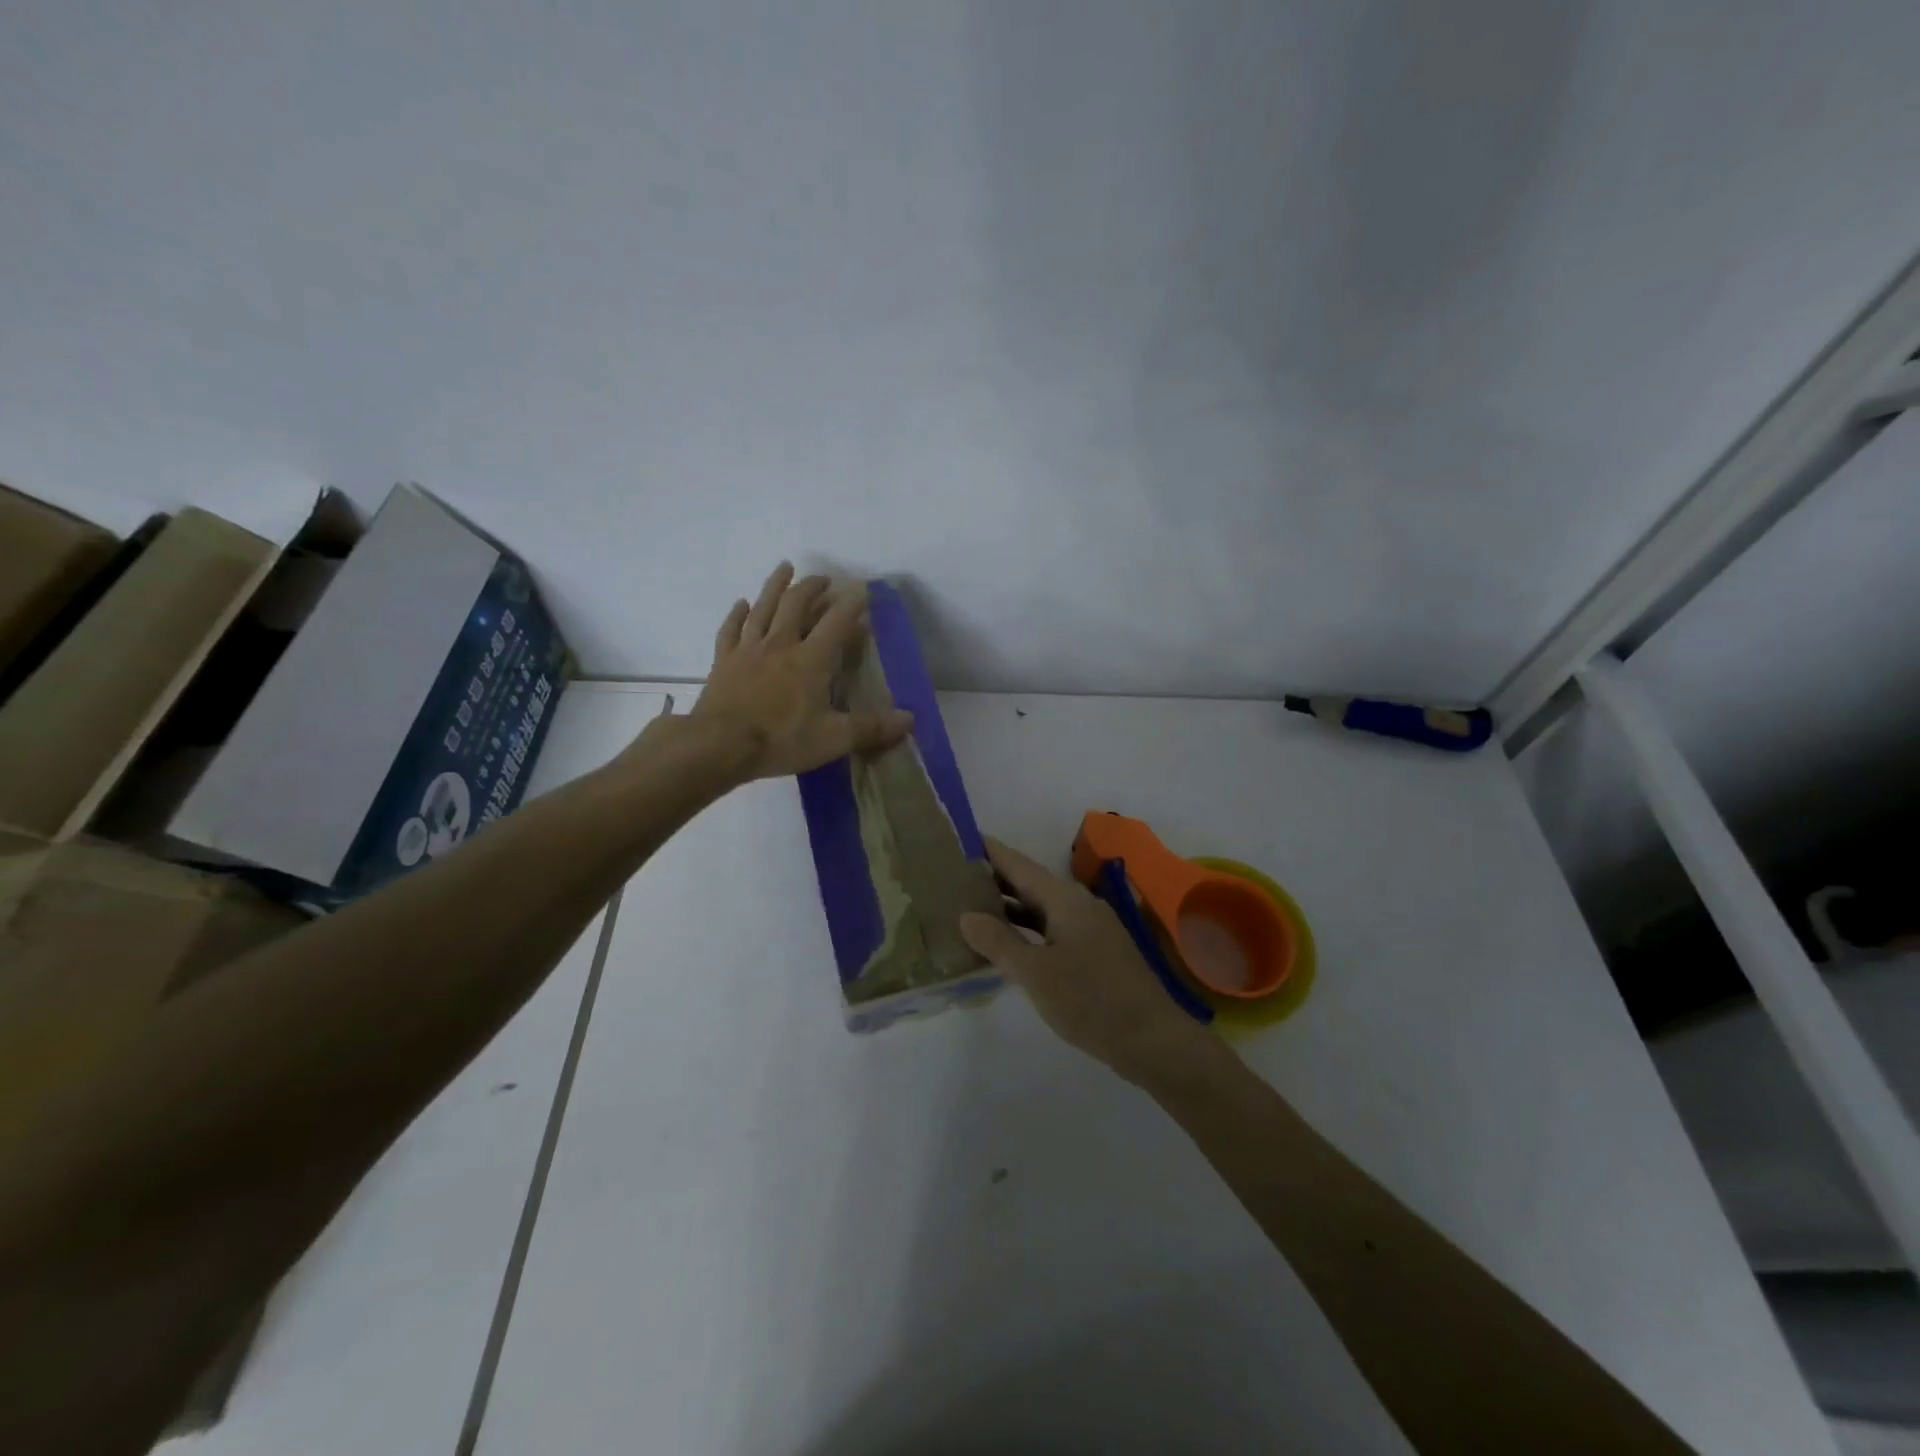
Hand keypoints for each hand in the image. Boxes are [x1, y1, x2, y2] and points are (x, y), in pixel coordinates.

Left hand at [688, 563, 913, 781]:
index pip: (836, 621)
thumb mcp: (834, 739)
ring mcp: (748, 650)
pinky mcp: (723, 661)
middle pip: (796, 604)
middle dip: (813, 587)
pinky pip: (730, 629)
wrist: (719, 746)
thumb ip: (872, 727)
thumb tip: (909, 719)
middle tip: (824, 579)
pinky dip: (737, 613)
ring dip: (775, 585)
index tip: (863, 592)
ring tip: (785, 568)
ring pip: (763, 607)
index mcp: (810, 659)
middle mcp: (780, 644)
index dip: (852, 604)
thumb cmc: (780, 740)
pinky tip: (741, 603)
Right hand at [959, 837, 1215, 1085]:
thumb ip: (999, 942)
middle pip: (1029, 883)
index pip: (1017, 863)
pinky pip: (1052, 928)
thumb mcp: (1036, 973)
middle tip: (952, 876)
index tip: (956, 839)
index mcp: (1065, 899)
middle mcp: (1078, 904)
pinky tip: (1006, 944)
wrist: (1152, 1040)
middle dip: (993, 878)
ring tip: (968, 907)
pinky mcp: (1095, 951)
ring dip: (1008, 907)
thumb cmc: (1090, 1001)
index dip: (988, 851)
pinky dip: (1026, 930)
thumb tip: (966, 915)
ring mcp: (1090, 928)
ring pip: (1040, 908)